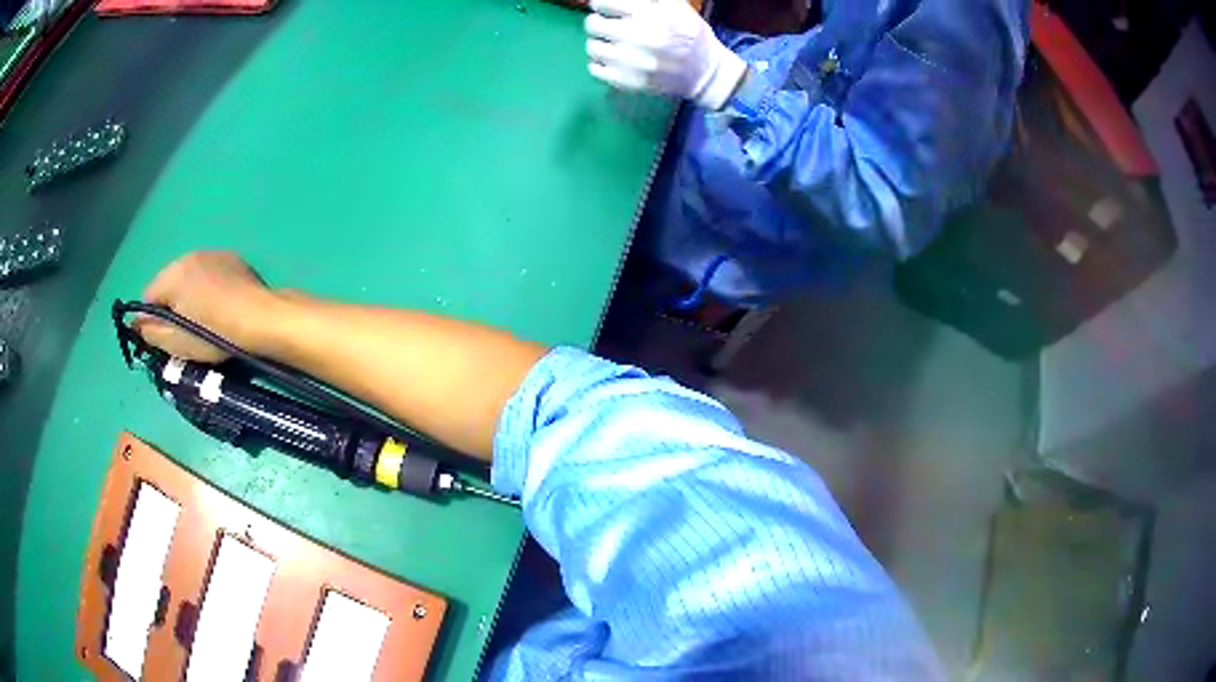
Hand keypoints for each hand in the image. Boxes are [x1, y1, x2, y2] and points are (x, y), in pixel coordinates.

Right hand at [136, 251, 275, 362]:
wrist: (260, 317)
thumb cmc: (215, 334)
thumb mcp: (178, 343)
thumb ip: (152, 332)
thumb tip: (136, 324)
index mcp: (172, 274)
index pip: (148, 297)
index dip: (153, 320)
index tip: (166, 337)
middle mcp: (188, 256)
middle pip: (168, 283)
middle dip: (171, 306)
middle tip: (187, 331)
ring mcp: (212, 253)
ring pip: (188, 276)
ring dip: (189, 295)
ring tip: (205, 318)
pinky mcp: (231, 258)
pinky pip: (209, 272)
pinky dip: (208, 287)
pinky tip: (221, 305)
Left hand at [585, 0, 745, 109]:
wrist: (705, 73)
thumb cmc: (689, 34)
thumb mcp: (676, 7)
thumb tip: (614, 0)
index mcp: (649, 15)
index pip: (603, 3)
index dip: (602, 4)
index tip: (606, 8)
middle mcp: (637, 37)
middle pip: (592, 23)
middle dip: (599, 21)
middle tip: (608, 25)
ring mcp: (629, 62)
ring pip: (592, 46)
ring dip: (600, 42)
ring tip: (613, 43)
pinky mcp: (625, 81)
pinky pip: (594, 68)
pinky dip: (601, 63)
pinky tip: (615, 59)